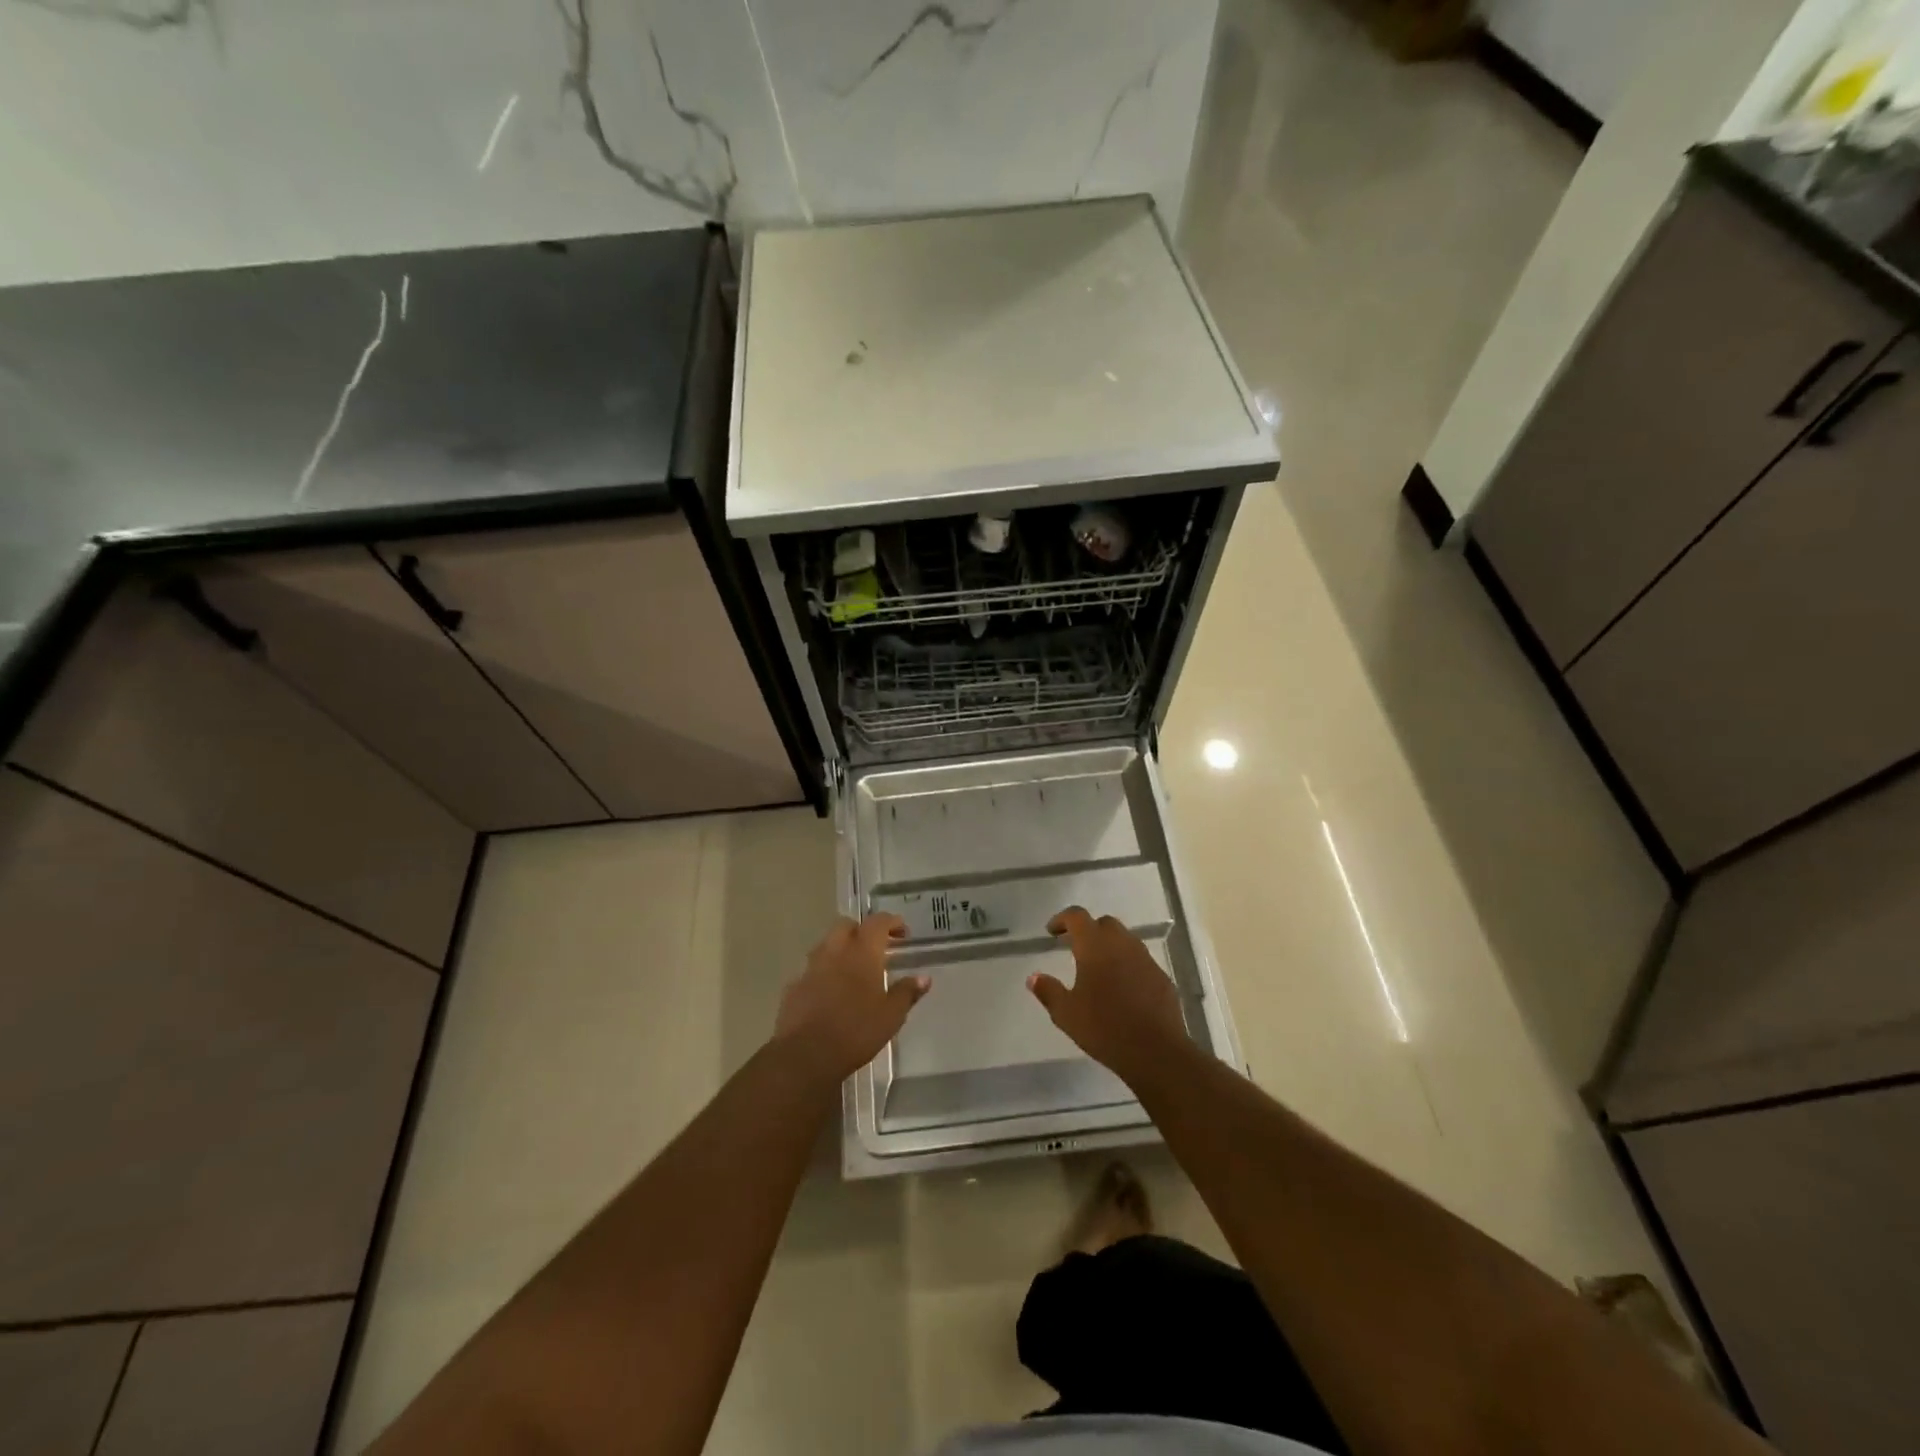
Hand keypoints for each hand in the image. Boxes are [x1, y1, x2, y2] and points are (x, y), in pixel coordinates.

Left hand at [774, 914, 929, 1081]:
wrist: (806, 1055)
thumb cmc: (856, 1031)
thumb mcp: (891, 1016)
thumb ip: (907, 993)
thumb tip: (924, 978)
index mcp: (862, 952)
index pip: (877, 922)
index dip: (891, 922)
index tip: (902, 932)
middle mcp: (834, 951)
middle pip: (846, 926)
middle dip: (861, 931)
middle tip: (875, 948)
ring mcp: (811, 967)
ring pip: (826, 945)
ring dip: (841, 950)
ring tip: (853, 970)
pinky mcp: (794, 986)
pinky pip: (812, 970)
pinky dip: (824, 973)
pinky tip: (831, 993)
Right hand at [1029, 907, 1188, 1086]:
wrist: (1156, 1051)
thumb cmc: (1104, 1028)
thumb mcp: (1066, 1014)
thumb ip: (1048, 991)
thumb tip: (1034, 977)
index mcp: (1095, 946)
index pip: (1077, 916)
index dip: (1062, 919)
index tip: (1052, 932)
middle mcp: (1122, 944)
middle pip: (1104, 923)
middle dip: (1088, 930)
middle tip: (1075, 948)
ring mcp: (1145, 959)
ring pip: (1124, 940)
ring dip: (1109, 946)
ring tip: (1098, 968)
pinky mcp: (1161, 976)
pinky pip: (1140, 960)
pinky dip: (1127, 964)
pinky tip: (1121, 987)